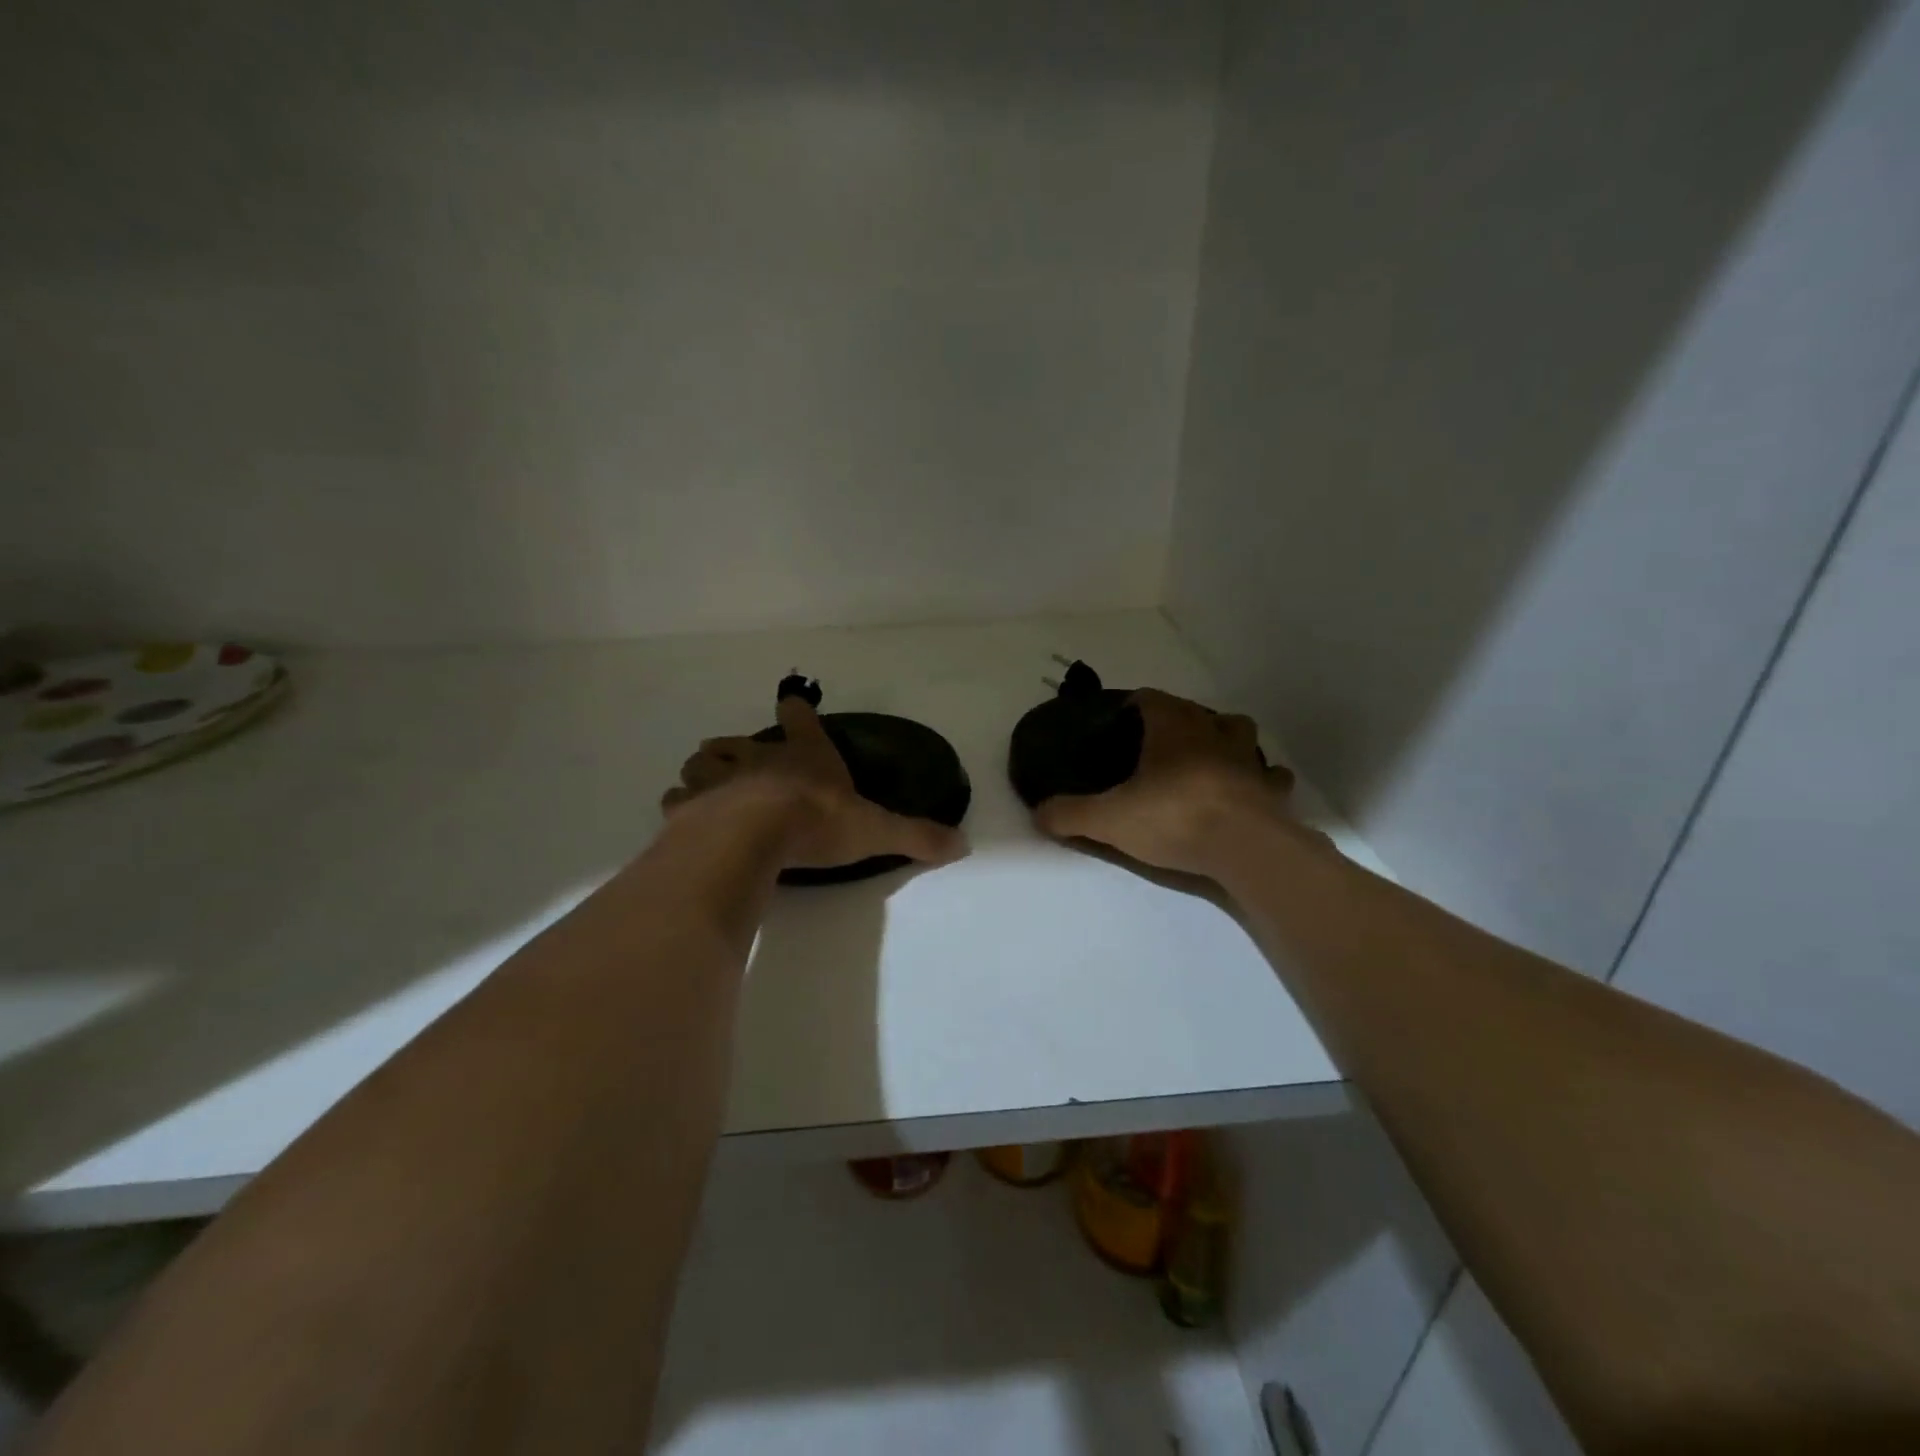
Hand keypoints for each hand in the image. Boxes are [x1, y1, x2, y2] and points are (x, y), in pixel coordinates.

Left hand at [662, 694, 963, 871]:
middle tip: (739, 757)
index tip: (791, 704)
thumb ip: (917, 836)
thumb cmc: (816, 822)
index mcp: (803, 756)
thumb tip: (964, 844)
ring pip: (702, 762)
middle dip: (738, 747)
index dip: (796, 712)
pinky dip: (681, 804)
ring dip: (705, 770)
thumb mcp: (876, 830)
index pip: (800, 720)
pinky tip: (686, 818)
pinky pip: (678, 799)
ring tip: (709, 785)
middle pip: (738, 741)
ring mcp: (719, 780)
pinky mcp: (689, 807)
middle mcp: (757, 759)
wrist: (754, 836)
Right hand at [1032, 688, 1301, 878]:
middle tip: (1158, 743)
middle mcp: (1212, 732)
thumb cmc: (1174, 818)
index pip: (1150, 698)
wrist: (1245, 847)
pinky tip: (1250, 790)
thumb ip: (1071, 814)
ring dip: (1224, 738)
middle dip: (1179, 720)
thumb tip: (1038, 812)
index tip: (1120, 718)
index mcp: (1172, 728)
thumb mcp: (1109, 819)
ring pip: (1239, 732)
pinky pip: (1270, 775)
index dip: (1134, 703)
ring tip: (1208, 757)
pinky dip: (1261, 778)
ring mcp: (1248, 759)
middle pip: (1196, 711)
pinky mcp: (1272, 789)